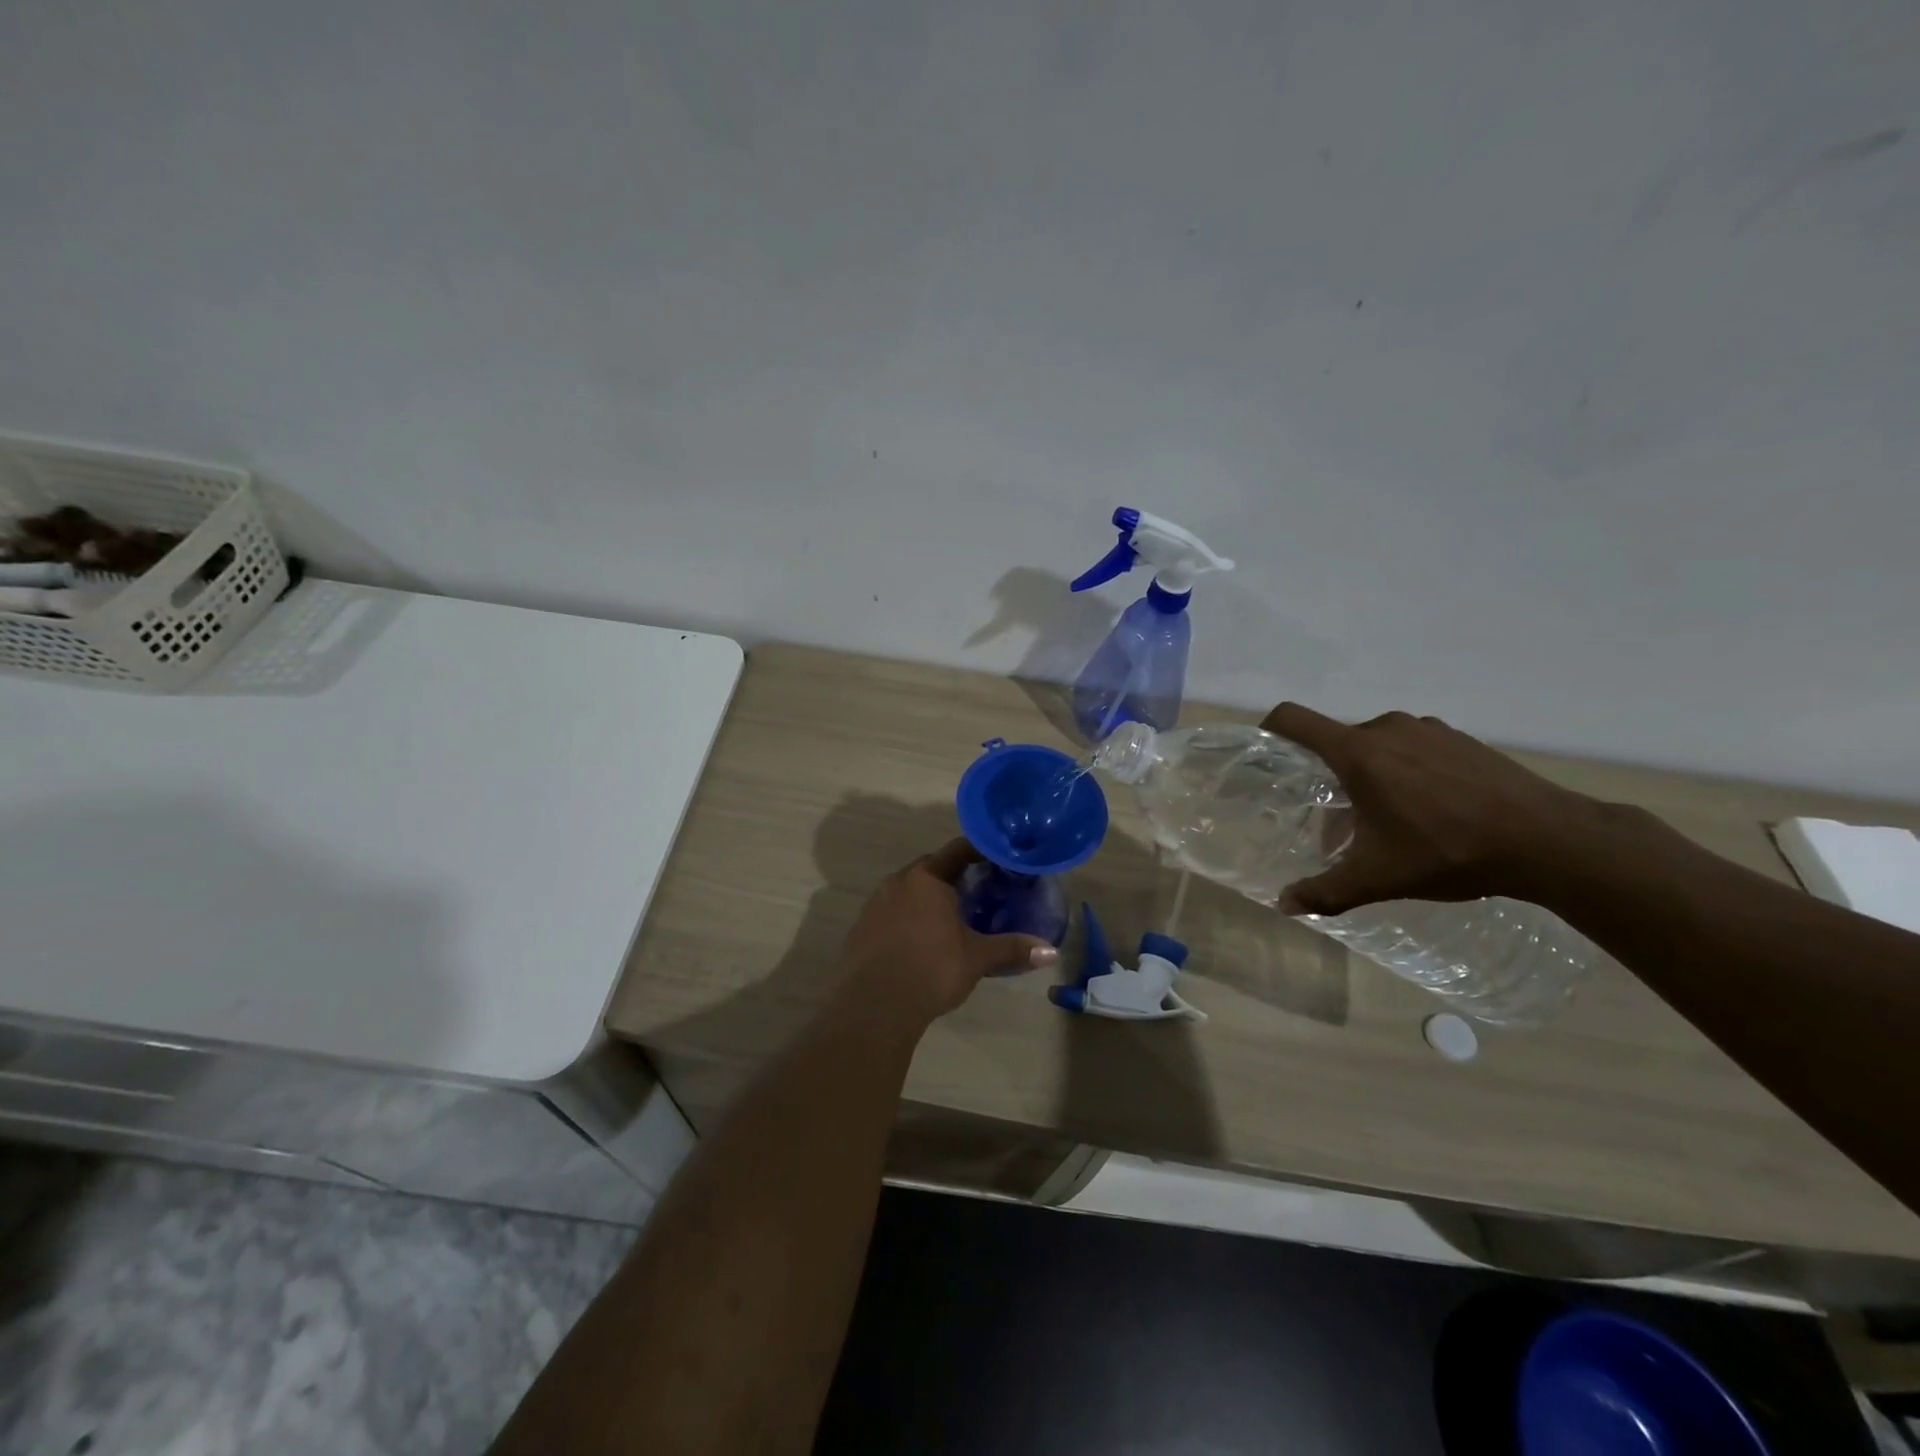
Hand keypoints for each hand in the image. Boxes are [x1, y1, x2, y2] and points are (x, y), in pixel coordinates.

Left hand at [842, 839, 1058, 1028]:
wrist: (873, 1006)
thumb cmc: (931, 969)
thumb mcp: (976, 958)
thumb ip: (1012, 949)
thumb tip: (1051, 951)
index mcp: (926, 878)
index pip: (957, 850)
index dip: (980, 851)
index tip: (998, 860)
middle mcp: (897, 882)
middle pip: (931, 868)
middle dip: (954, 877)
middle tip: (980, 891)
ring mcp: (874, 905)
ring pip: (908, 891)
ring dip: (929, 899)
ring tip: (952, 917)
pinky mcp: (861, 929)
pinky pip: (891, 913)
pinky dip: (909, 919)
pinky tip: (921, 941)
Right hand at [1260, 703, 1609, 915]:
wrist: (1549, 840)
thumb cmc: (1449, 852)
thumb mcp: (1379, 879)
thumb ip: (1324, 890)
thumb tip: (1283, 904)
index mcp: (1357, 753)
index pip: (1293, 719)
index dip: (1268, 728)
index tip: (1265, 754)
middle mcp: (1387, 729)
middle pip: (1336, 741)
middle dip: (1329, 774)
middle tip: (1340, 815)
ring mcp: (1427, 729)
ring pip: (1377, 744)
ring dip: (1370, 772)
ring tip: (1389, 816)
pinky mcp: (1460, 738)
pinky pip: (1413, 746)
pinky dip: (1406, 769)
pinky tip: (1431, 808)